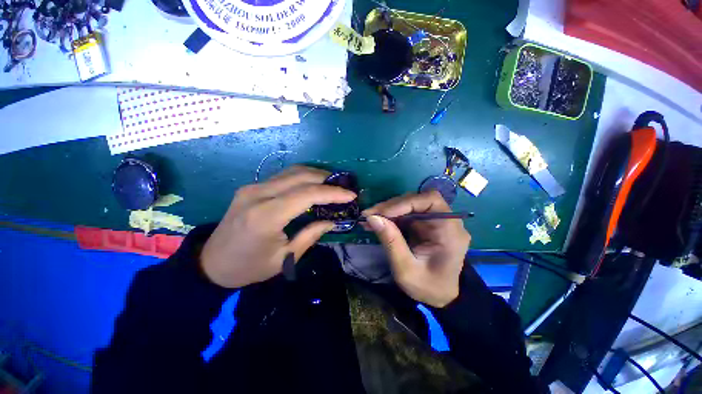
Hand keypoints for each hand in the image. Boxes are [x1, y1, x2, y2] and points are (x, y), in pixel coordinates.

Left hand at [200, 166, 355, 287]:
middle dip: (327, 179)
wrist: (211, 263)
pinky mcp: (251, 187)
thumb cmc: (249, 267)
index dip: (332, 193)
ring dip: (316, 174)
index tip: (351, 195)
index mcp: (266, 216)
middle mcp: (258, 194)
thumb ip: (311, 235)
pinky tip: (313, 184)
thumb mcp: (285, 258)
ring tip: (333, 184)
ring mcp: (252, 187)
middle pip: (300, 176)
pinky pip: (283, 176)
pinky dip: (303, 177)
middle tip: (344, 187)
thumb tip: (332, 220)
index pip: (307, 194)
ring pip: (292, 171)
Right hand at [363, 191, 470, 307]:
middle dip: (391, 206)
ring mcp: (434, 221)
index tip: (382, 212)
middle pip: (418, 200)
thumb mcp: (405, 269)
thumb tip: (372, 218)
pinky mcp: (424, 224)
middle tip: (369, 215)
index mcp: (449, 231)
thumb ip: (391, 241)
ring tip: (370, 219)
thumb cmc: (427, 287)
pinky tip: (377, 222)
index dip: (405, 202)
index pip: (430, 201)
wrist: (439, 297)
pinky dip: (390, 216)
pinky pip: (406, 214)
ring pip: (409, 205)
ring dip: (388, 210)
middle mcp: (445, 221)